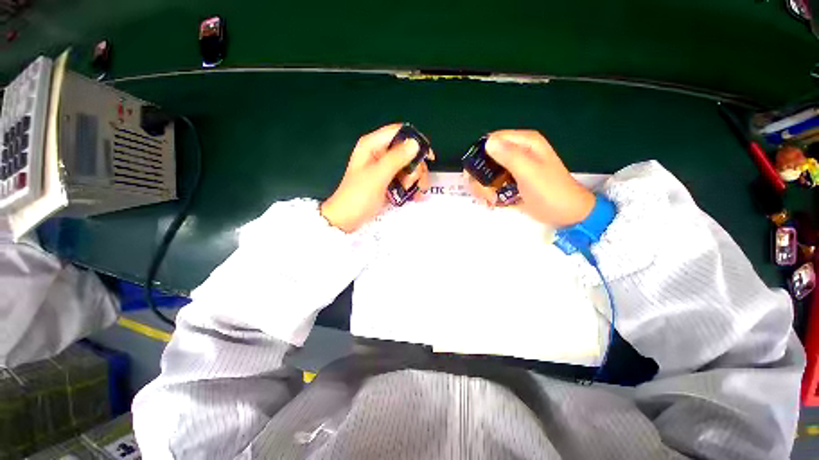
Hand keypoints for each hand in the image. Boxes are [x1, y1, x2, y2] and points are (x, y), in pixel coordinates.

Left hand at [321, 124, 432, 232]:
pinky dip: (412, 187)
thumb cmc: (358, 196)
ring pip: (409, 166)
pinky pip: (406, 178)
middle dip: (415, 167)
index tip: (428, 157)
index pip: (399, 132)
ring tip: (411, 193)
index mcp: (373, 145)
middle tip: (411, 183)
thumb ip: (396, 159)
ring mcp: (385, 168)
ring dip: (415, 179)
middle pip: (408, 151)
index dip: (416, 141)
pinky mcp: (388, 181)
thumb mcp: (377, 176)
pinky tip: (415, 197)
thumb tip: (415, 143)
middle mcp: (380, 153)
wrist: (347, 219)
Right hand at [465, 130, 594, 226]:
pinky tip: (490, 202)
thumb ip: (510, 156)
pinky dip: (487, 192)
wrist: (566, 213)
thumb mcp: (530, 173)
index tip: (477, 175)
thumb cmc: (550, 192)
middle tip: (484, 193)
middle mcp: (516, 151)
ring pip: (485, 172)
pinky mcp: (510, 181)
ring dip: (482, 187)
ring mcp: (512, 167)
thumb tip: (488, 142)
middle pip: (484, 158)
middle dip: (479, 177)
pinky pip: (491, 182)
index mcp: (524, 143)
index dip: (480, 156)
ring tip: (489, 200)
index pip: (491, 140)